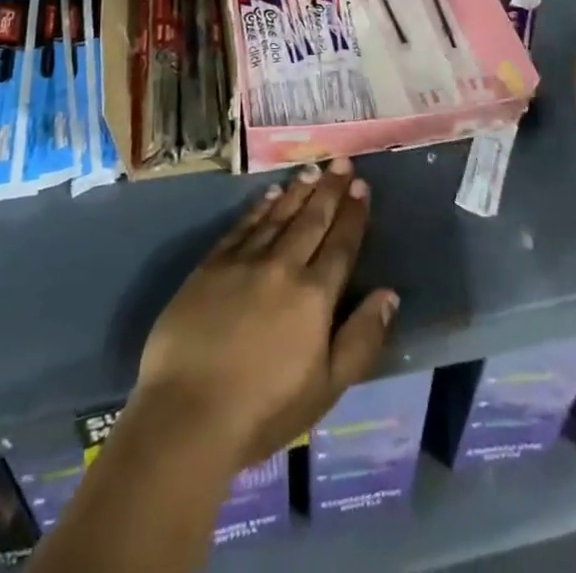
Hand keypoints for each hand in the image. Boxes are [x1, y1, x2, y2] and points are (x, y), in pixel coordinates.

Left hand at [133, 159, 398, 470]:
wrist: (187, 414)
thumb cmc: (263, 411)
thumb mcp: (327, 388)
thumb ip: (361, 338)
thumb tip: (389, 294)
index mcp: (314, 296)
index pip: (341, 244)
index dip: (353, 213)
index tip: (361, 185)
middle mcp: (283, 266)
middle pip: (312, 220)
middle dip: (329, 189)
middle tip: (341, 161)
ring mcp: (244, 261)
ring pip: (279, 215)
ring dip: (298, 191)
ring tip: (312, 170)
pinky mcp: (211, 265)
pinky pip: (243, 225)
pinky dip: (260, 207)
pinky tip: (270, 194)